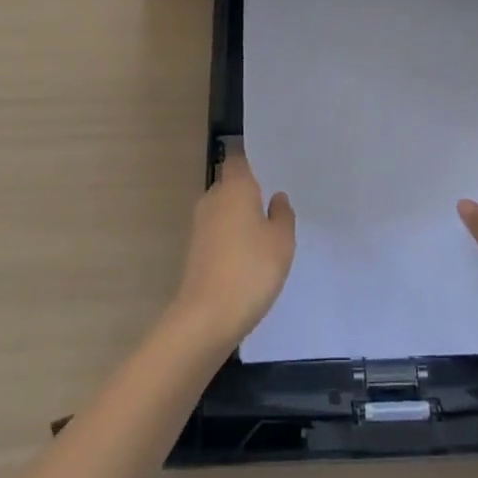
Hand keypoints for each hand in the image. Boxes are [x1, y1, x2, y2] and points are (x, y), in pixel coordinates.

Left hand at [170, 151, 295, 351]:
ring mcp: (200, 225)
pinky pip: (218, 231)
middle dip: (250, 192)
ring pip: (224, 209)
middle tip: (275, 204)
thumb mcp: (282, 241)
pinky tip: (249, 255)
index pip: (239, 160)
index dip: (253, 162)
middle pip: (231, 184)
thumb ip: (282, 214)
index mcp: (235, 187)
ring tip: (266, 232)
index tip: (271, 169)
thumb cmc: (251, 270)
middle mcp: (213, 198)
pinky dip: (232, 237)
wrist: (207, 317)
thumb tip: (276, 198)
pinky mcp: (195, 250)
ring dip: (240, 217)